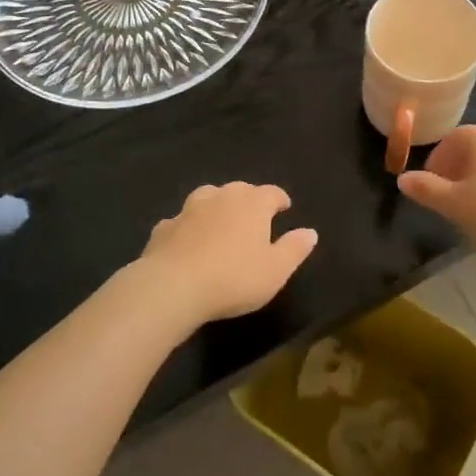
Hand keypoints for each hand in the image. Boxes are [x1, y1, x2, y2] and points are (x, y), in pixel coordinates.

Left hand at [136, 183, 317, 326]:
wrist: (174, 286)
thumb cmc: (234, 278)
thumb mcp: (276, 270)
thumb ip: (294, 248)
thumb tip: (310, 232)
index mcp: (252, 204)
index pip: (271, 192)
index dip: (280, 199)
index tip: (284, 207)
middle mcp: (221, 197)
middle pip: (239, 190)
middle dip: (249, 199)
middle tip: (254, 216)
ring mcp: (189, 209)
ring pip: (207, 197)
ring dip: (216, 205)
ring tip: (220, 220)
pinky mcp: (165, 227)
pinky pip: (180, 221)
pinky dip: (187, 227)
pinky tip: (187, 240)